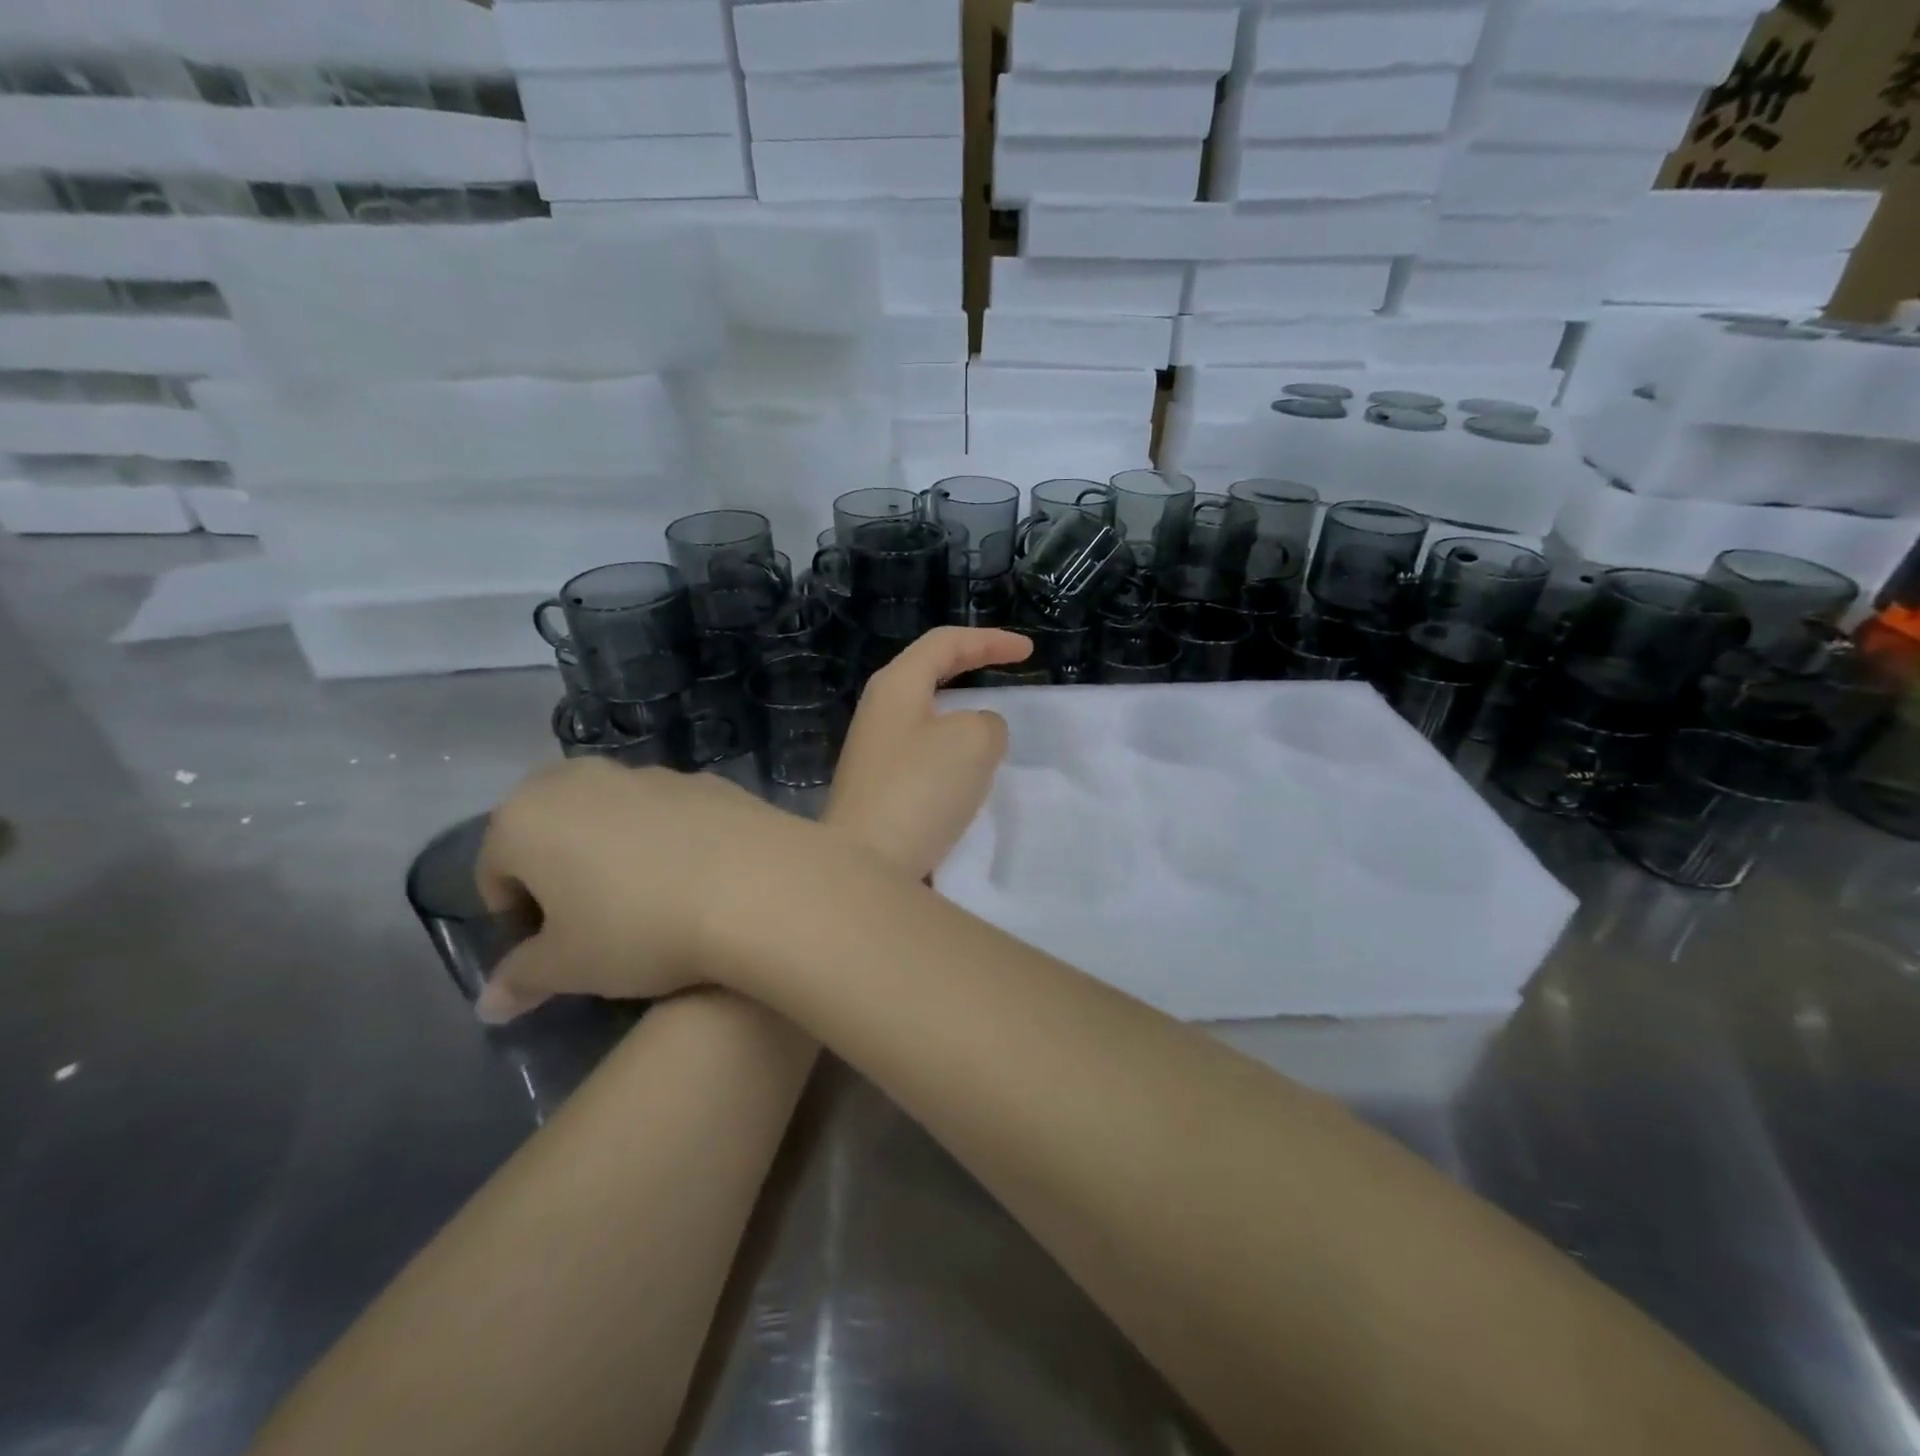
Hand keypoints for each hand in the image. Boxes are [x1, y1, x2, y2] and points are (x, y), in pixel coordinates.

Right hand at [473, 761, 805, 1021]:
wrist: (757, 886)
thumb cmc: (641, 929)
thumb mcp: (570, 967)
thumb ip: (522, 978)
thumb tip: (489, 1003)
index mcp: (527, 817)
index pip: (496, 870)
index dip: (517, 915)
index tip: (551, 949)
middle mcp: (582, 778)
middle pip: (551, 826)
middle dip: (558, 868)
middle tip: (591, 917)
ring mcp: (651, 772)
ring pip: (611, 812)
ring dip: (614, 847)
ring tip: (649, 897)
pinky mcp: (706, 779)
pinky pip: (667, 811)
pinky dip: (667, 836)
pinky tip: (697, 874)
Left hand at [826, 627, 1033, 878]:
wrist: (867, 866)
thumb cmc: (920, 789)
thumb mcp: (974, 741)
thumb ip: (989, 723)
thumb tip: (978, 733)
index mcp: (897, 685)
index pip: (946, 643)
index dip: (990, 640)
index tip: (1029, 652)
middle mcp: (880, 710)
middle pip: (931, 672)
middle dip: (973, 667)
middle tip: (1010, 673)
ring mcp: (875, 751)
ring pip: (929, 715)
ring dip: (964, 714)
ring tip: (995, 727)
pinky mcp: (880, 787)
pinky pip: (925, 752)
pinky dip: (953, 750)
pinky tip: (969, 773)